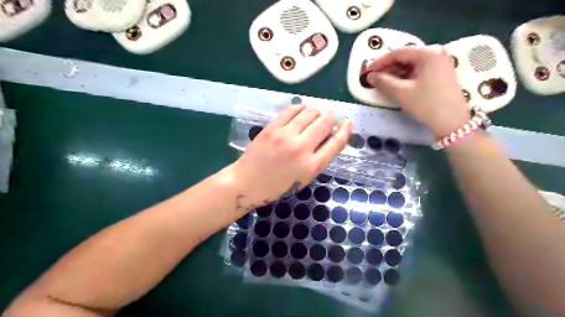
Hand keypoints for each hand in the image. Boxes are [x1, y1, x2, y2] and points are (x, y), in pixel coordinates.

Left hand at [226, 105, 351, 209]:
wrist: (247, 183)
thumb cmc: (277, 186)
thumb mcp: (303, 179)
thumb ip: (318, 159)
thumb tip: (330, 138)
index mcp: (312, 166)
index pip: (336, 143)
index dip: (346, 130)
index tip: (348, 122)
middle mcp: (302, 148)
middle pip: (325, 122)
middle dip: (331, 118)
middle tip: (328, 120)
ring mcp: (286, 136)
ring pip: (310, 112)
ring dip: (317, 111)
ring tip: (315, 114)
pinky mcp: (272, 128)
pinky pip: (291, 109)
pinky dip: (300, 107)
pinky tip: (301, 109)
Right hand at [365, 44, 470, 136]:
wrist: (452, 121)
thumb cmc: (426, 104)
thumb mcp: (402, 92)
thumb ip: (383, 82)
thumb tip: (369, 76)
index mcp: (427, 53)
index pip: (398, 53)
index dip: (379, 62)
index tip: (366, 71)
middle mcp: (435, 52)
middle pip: (405, 57)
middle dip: (388, 68)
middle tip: (373, 77)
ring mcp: (440, 62)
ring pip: (411, 64)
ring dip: (396, 73)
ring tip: (382, 82)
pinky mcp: (441, 73)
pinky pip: (418, 70)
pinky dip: (406, 76)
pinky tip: (397, 84)